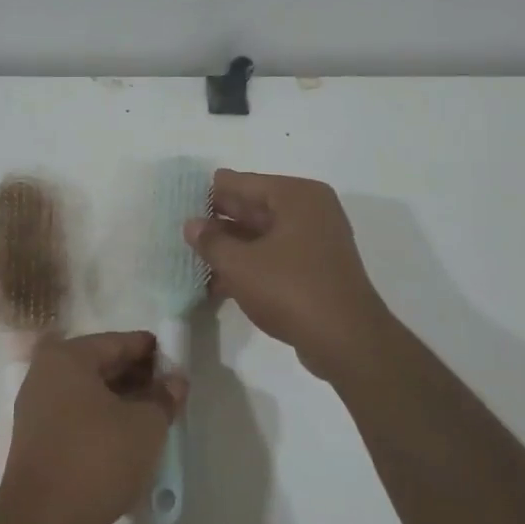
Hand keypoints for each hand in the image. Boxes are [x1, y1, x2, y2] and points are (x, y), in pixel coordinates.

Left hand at [0, 331, 186, 523]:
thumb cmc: (96, 457)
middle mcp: (45, 376)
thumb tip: (174, 382)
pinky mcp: (38, 444)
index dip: (153, 351)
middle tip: (172, 395)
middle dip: (139, 379)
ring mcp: (37, 411)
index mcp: (67, 358)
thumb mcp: (145, 425)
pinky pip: (79, 422)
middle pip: (102, 367)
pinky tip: (130, 445)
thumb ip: (163, 397)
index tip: (179, 364)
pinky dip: (105, 426)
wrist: (42, 523)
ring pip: (91, 397)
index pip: (119, 342)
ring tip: (157, 421)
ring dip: (123, 405)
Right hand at [185, 170, 394, 380]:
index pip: (241, 182)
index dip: (209, 192)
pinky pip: (274, 257)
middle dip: (218, 220)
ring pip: (261, 236)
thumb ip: (211, 241)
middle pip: (253, 207)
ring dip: (230, 247)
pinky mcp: (315, 270)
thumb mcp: (240, 264)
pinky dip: (249, 265)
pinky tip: (216, 283)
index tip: (178, 201)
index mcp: (296, 196)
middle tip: (180, 229)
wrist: (346, 341)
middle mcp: (309, 210)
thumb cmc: (291, 289)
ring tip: (192, 258)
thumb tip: (192, 225)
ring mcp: (316, 241)